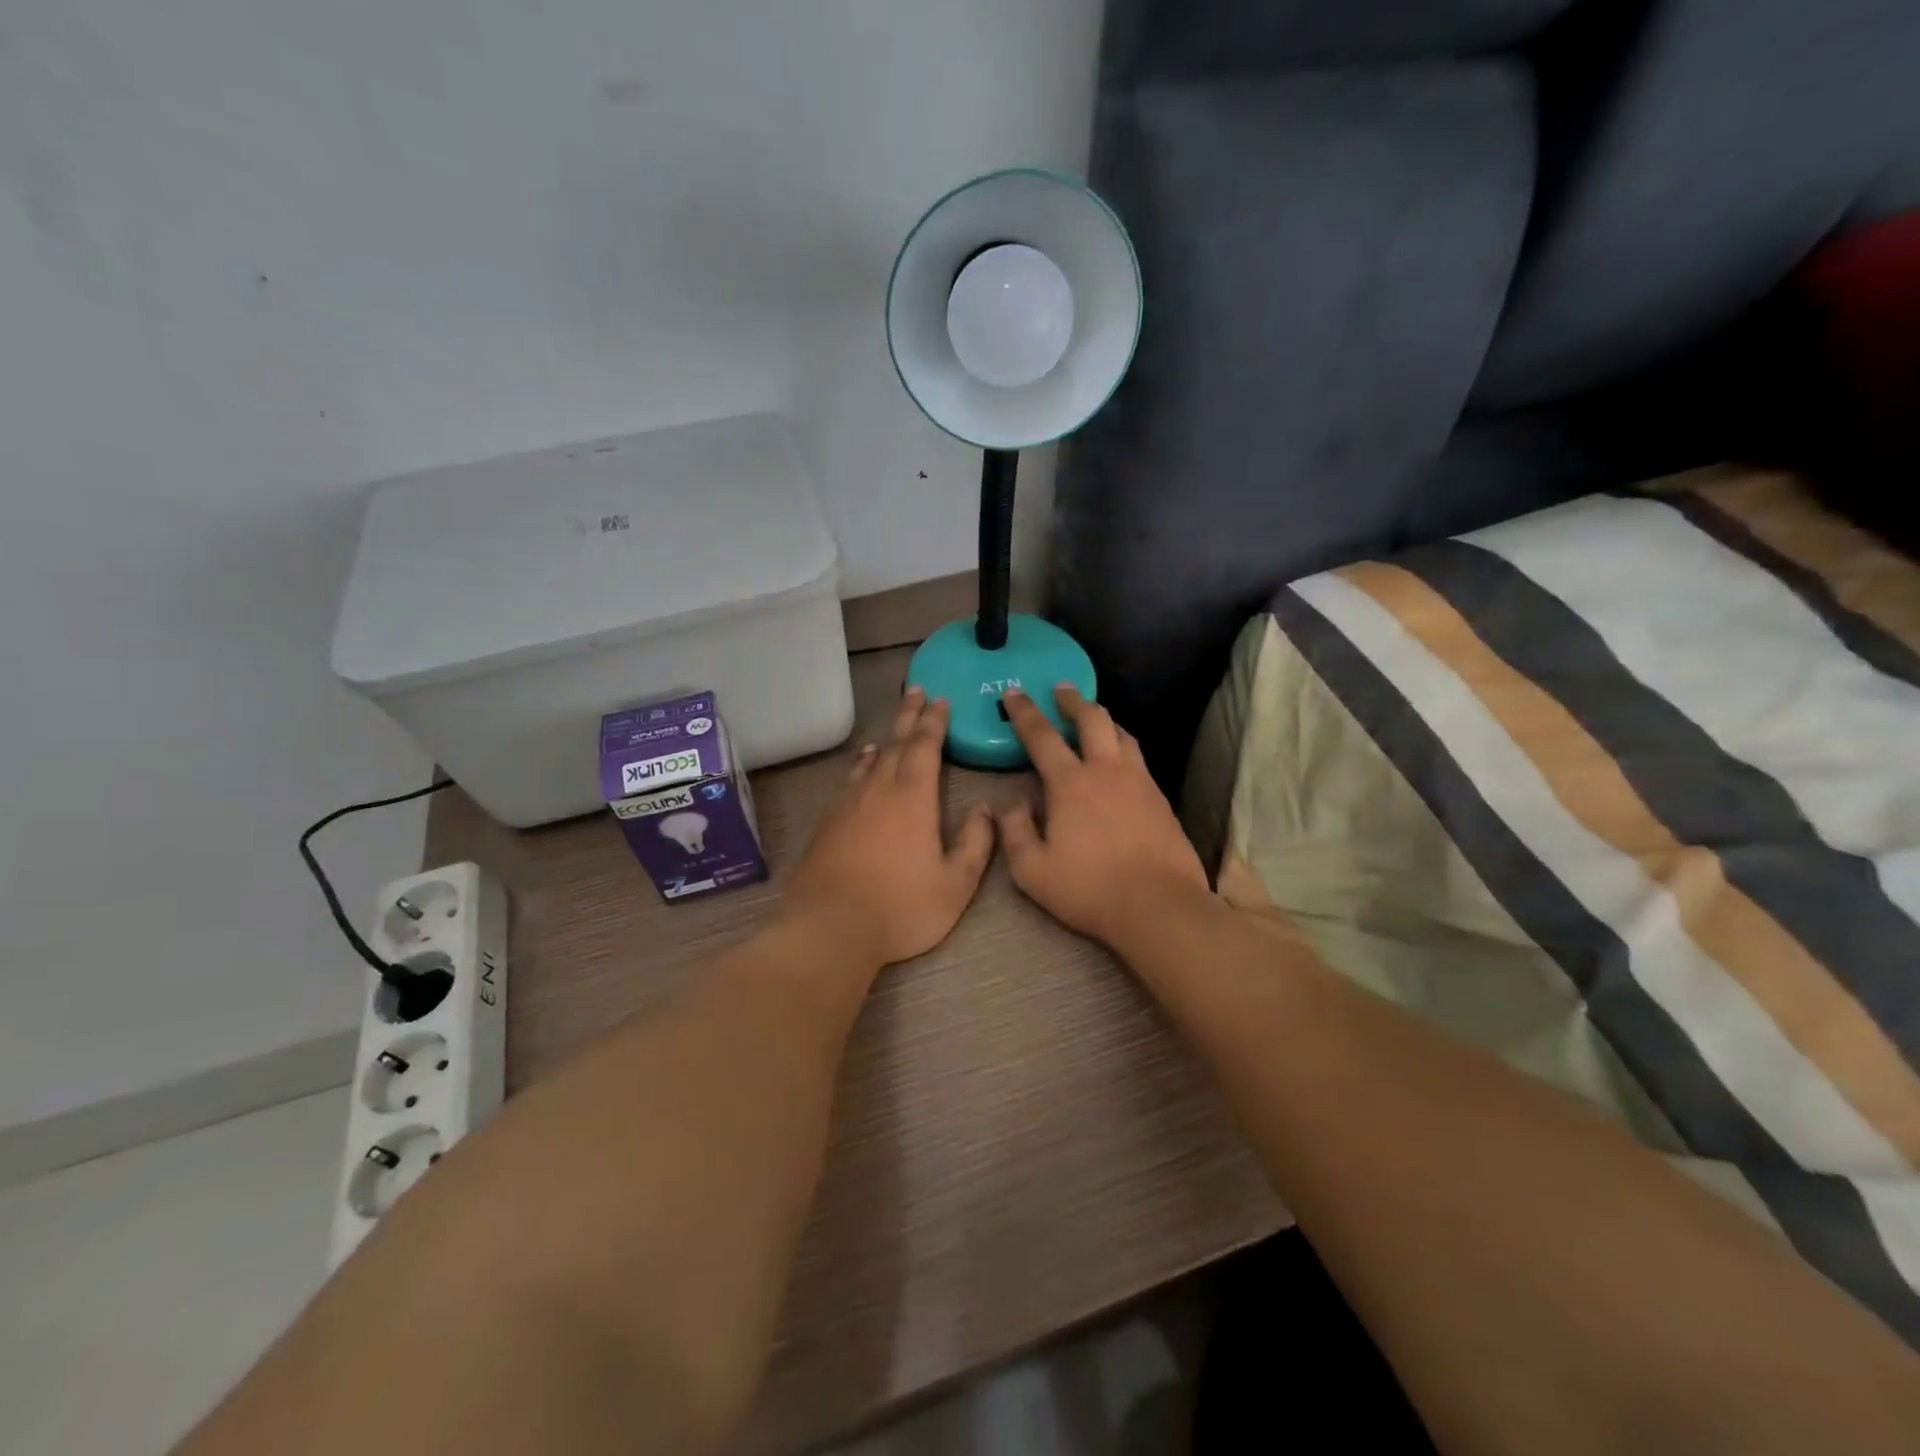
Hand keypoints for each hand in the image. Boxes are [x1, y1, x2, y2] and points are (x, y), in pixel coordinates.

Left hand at [786, 686, 995, 966]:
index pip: (924, 746)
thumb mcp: (955, 883)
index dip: (934, 721)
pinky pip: (850, 780)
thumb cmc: (901, 907)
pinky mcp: (828, 823)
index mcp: (913, 797)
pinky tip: (861, 768)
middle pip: (895, 743)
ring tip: (891, 729)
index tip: (940, 700)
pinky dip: (861, 766)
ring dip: (885, 739)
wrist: (830, 927)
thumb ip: (976, 843)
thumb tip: (985, 809)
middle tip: (916, 691)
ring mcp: (848, 804)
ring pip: (870, 761)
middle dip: (908, 716)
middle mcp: (879, 790)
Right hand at [999, 686, 1209, 948]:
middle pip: (1092, 718)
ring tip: (1092, 718)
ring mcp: (1138, 781)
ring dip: (1102, 719)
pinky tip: (1119, 759)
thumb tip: (1013, 805)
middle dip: (1072, 700)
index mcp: (1070, 783)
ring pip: (1121, 733)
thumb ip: (1015, 832)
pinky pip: (1138, 758)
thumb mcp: (1032, 871)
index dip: (1024, 711)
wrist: (1159, 905)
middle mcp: (1106, 771)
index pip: (1041, 736)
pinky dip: (1122, 745)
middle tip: (1061, 689)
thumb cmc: (1089, 889)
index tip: (1014, 693)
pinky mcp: (1160, 798)